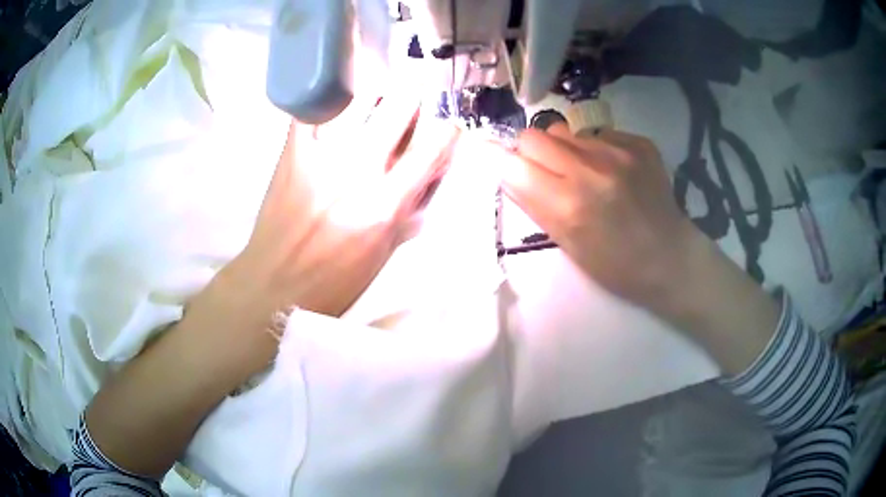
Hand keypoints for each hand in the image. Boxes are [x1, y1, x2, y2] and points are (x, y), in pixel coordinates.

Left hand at [205, 95, 458, 341]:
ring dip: (375, 95)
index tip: (446, 127)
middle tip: (409, 106)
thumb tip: (428, 174)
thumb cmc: (334, 282)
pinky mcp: (291, 153)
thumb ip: (407, 209)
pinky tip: (337, 108)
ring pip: (359, 97)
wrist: (273, 286)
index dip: (447, 129)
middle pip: (399, 105)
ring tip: (374, 104)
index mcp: (384, 205)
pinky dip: (330, 102)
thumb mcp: (384, 254)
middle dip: (413, 98)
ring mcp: (320, 157)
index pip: (432, 146)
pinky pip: (313, 109)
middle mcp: (356, 172)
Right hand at [491, 123, 780, 374]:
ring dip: (564, 149)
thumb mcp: (567, 245)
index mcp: (568, 204)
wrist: (671, 257)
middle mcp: (590, 169)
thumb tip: (509, 170)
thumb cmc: (616, 265)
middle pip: (533, 135)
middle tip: (548, 173)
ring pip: (564, 130)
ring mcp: (618, 151)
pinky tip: (613, 172)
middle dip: (532, 153)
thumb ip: (535, 204)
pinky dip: (596, 149)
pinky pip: (597, 133)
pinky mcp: (638, 142)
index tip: (516, 175)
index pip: (512, 162)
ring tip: (585, 172)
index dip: (509, 167)